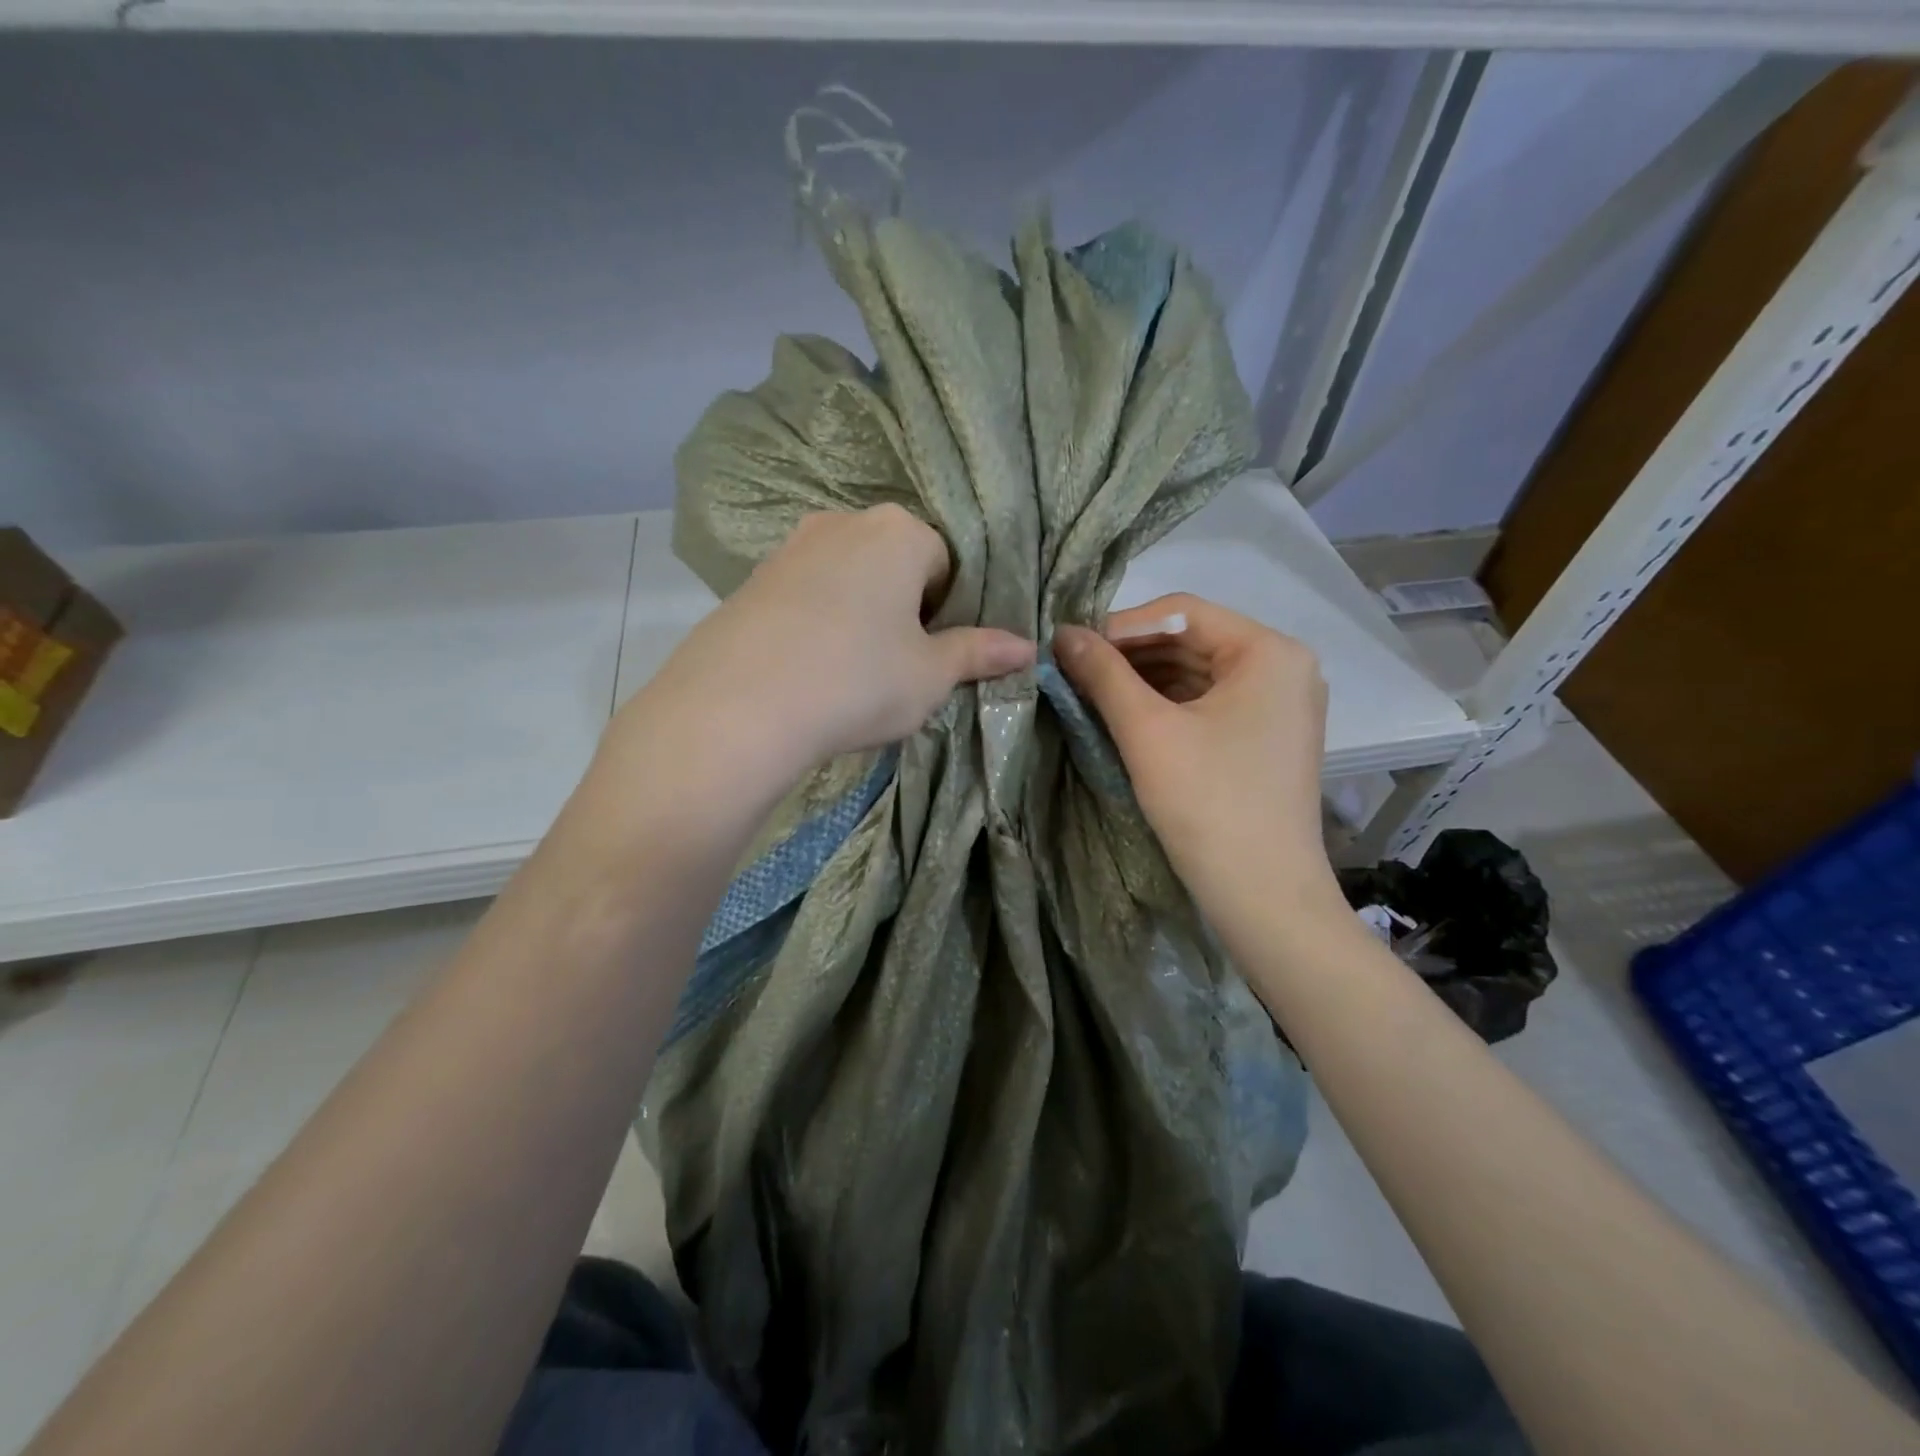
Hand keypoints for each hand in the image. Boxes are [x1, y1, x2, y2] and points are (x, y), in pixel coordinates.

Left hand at [626, 506, 1034, 782]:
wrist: (738, 706)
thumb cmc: (858, 680)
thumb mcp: (930, 676)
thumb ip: (979, 654)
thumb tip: (1028, 647)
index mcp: (899, 532)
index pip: (946, 561)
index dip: (948, 610)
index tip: (934, 653)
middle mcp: (843, 522)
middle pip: (895, 563)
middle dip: (904, 607)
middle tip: (897, 664)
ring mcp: (791, 547)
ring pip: (848, 577)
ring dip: (860, 614)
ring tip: (850, 669)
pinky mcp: (752, 579)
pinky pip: (805, 594)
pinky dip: (817, 622)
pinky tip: (809, 666)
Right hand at [1055, 594, 1338, 914]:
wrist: (1263, 894)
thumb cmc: (1208, 802)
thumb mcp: (1147, 731)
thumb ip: (1103, 674)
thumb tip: (1061, 632)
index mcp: (1269, 652)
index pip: (1181, 613)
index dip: (1120, 626)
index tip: (1071, 647)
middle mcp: (1283, 667)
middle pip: (1192, 641)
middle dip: (1130, 655)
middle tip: (1074, 670)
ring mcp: (1279, 705)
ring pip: (1197, 673)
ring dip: (1144, 680)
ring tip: (1091, 691)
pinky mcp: (1267, 737)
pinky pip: (1209, 703)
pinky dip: (1167, 705)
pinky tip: (1126, 715)